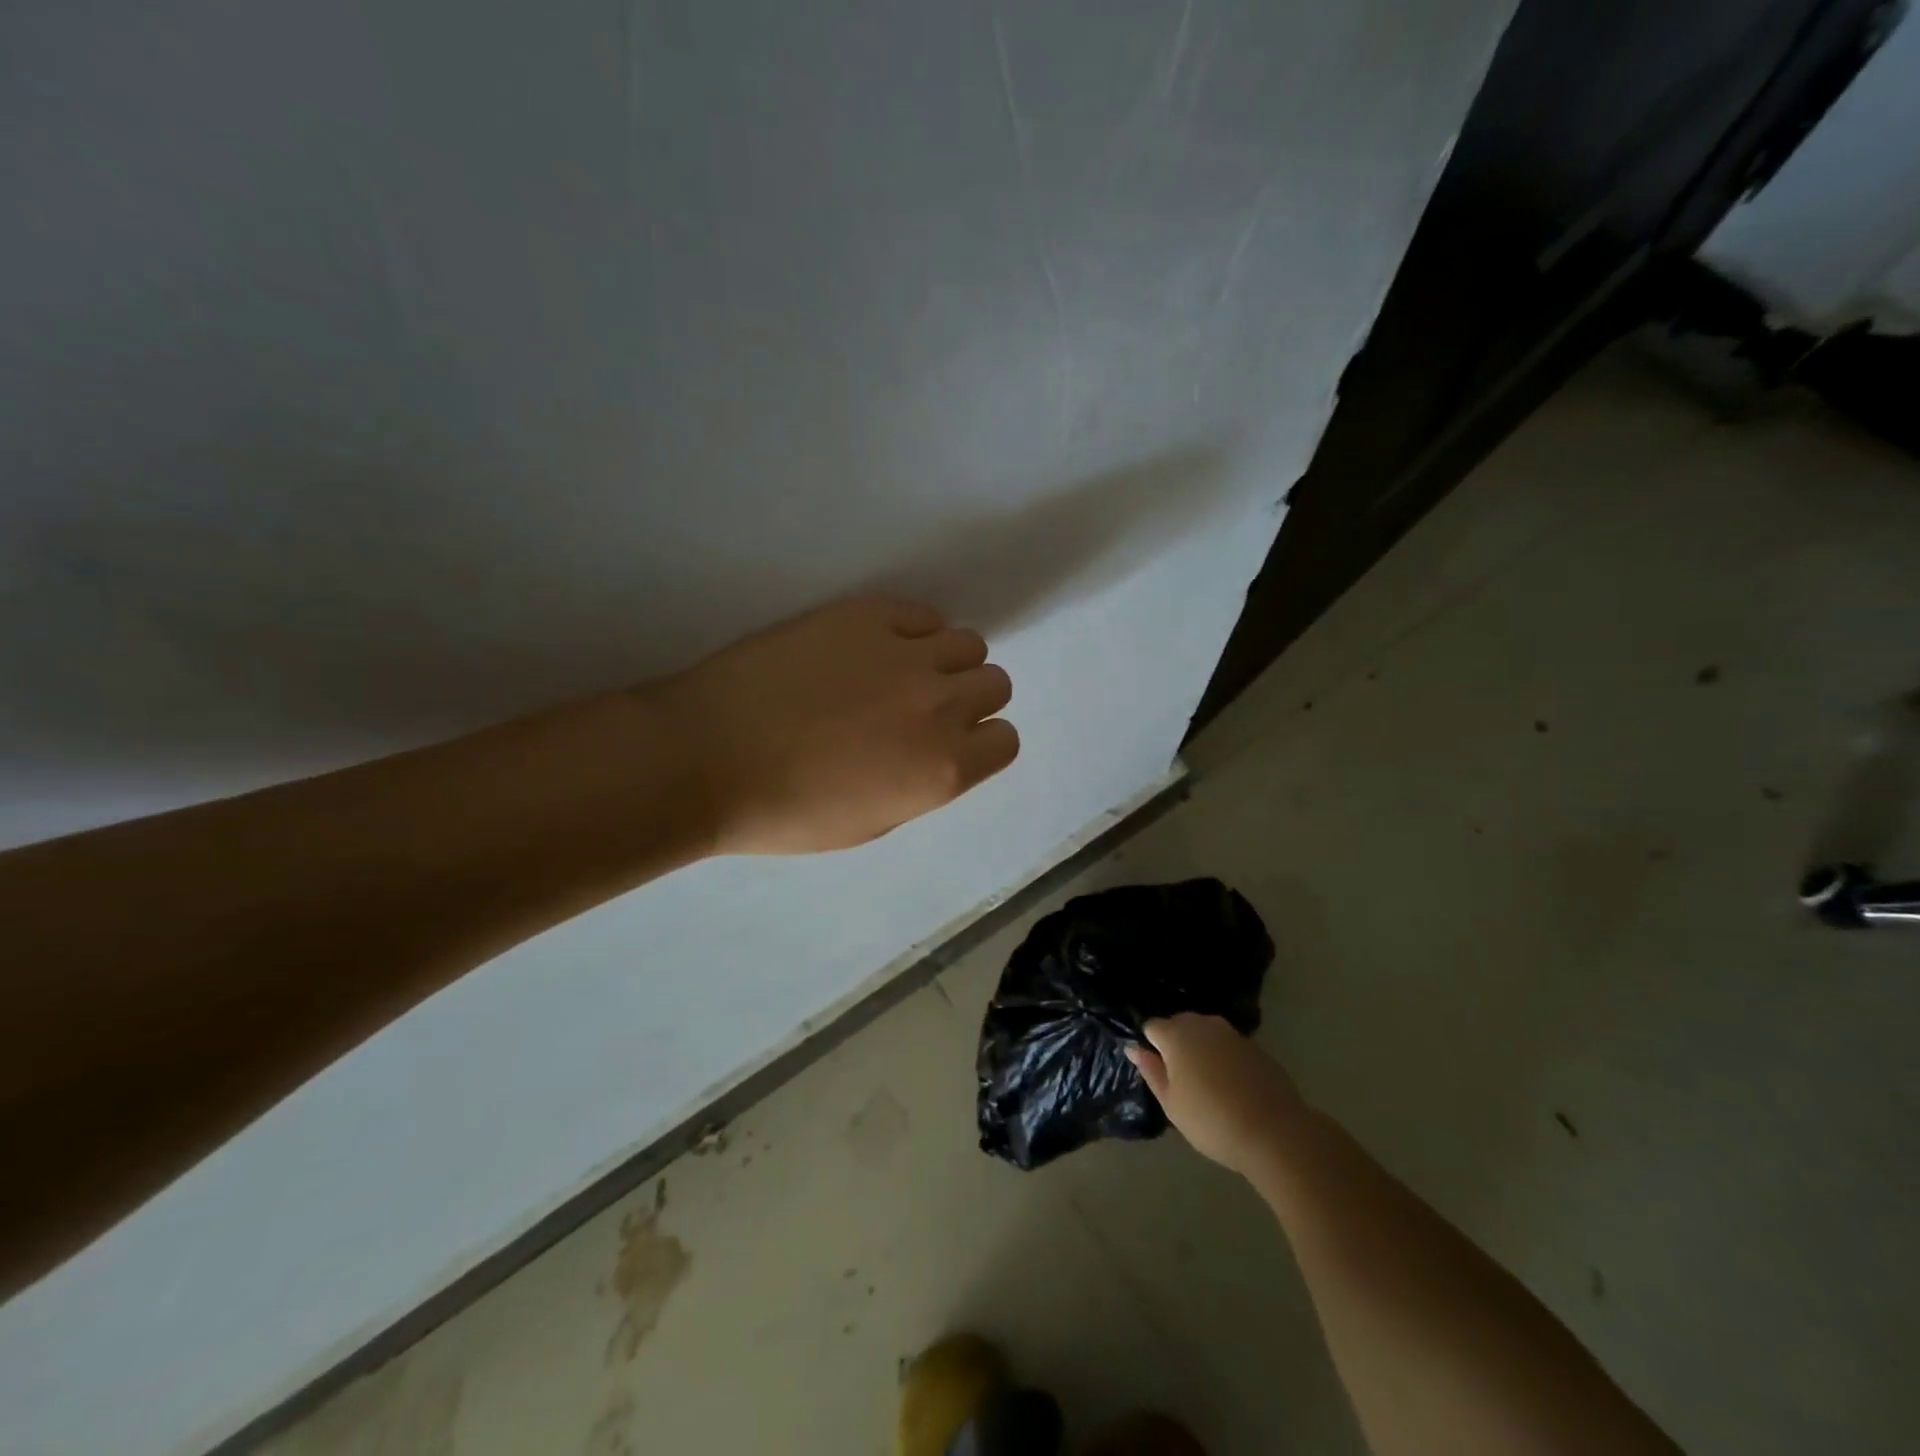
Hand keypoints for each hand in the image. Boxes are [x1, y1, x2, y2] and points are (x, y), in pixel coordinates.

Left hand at [653, 595, 1018, 854]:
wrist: (707, 757)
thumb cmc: (784, 811)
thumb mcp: (871, 824)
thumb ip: (923, 784)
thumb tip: (937, 752)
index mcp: (943, 770)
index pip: (1006, 740)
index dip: (980, 742)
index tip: (950, 743)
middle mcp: (940, 706)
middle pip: (995, 683)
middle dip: (968, 698)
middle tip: (922, 707)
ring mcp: (905, 654)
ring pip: (967, 641)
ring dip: (945, 660)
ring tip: (900, 672)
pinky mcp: (867, 615)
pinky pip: (920, 614)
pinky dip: (911, 630)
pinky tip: (873, 647)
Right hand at [1126, 1014, 1304, 1176]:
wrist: (1275, 1132)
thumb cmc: (1211, 1120)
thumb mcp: (1171, 1103)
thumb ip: (1151, 1071)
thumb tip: (1134, 1048)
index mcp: (1176, 1035)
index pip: (1152, 1026)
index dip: (1150, 1046)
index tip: (1156, 1071)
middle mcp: (1203, 1024)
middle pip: (1179, 1024)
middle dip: (1175, 1044)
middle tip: (1179, 1079)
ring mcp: (1232, 1033)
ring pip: (1205, 1033)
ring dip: (1200, 1049)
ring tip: (1205, 1082)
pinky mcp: (1256, 1047)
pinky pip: (1228, 1045)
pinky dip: (1224, 1058)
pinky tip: (1231, 1086)